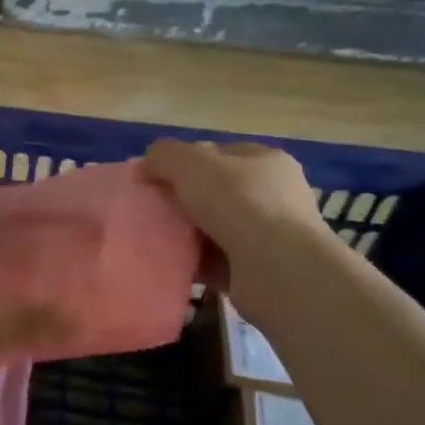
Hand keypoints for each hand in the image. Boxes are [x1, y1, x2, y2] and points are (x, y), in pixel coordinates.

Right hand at [143, 139, 331, 301]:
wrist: (277, 270)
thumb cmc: (239, 203)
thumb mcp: (190, 163)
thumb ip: (164, 155)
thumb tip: (146, 165)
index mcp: (266, 161)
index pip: (218, 154)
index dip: (183, 161)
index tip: (154, 177)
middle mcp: (274, 195)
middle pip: (215, 192)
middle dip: (182, 200)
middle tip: (151, 209)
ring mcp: (270, 235)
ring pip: (214, 228)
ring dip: (186, 234)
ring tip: (155, 238)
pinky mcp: (260, 271)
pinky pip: (216, 261)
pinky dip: (195, 262)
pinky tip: (171, 263)